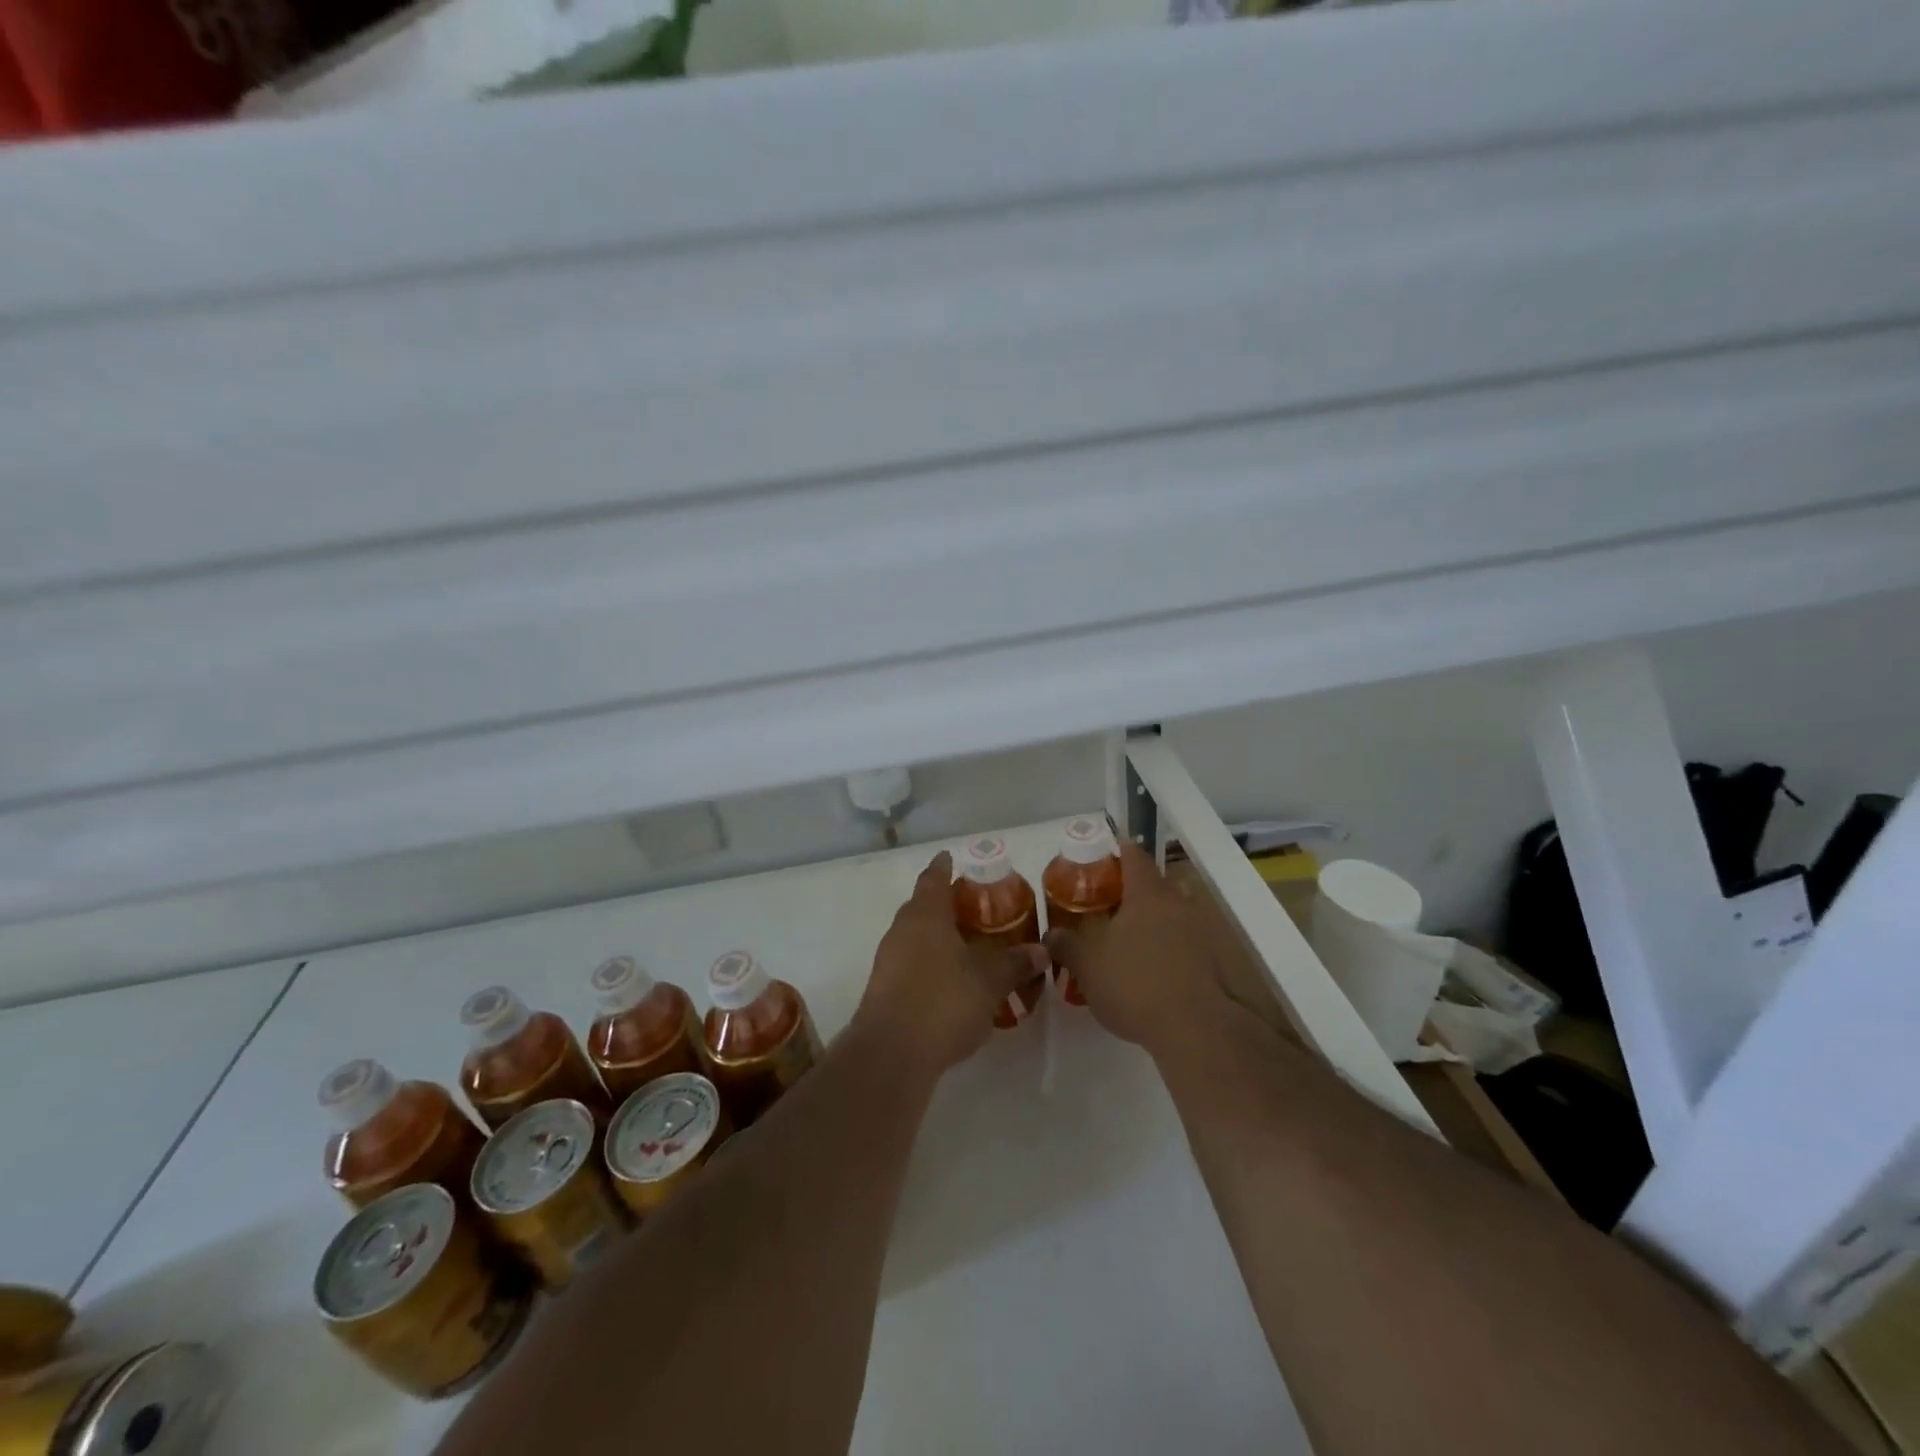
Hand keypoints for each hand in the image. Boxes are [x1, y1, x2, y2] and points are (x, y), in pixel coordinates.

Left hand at [856, 852, 1050, 1076]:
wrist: (891, 1055)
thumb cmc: (943, 1001)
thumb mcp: (989, 981)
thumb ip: (1015, 963)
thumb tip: (1041, 950)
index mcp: (925, 914)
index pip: (933, 877)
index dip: (944, 866)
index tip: (953, 858)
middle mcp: (902, 930)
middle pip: (924, 906)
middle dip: (948, 905)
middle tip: (977, 907)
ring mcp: (888, 961)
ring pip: (917, 937)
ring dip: (940, 937)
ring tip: (971, 946)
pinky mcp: (885, 990)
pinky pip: (912, 964)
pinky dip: (932, 964)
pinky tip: (954, 983)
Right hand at [1043, 842, 1223, 1058]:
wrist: (1195, 1030)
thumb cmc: (1136, 984)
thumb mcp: (1087, 965)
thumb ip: (1066, 944)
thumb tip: (1050, 934)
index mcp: (1147, 892)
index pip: (1132, 853)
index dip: (1112, 852)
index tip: (1093, 864)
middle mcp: (1177, 902)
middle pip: (1153, 882)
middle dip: (1128, 890)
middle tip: (1101, 906)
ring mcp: (1199, 930)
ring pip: (1169, 911)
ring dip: (1148, 919)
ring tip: (1122, 939)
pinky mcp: (1210, 959)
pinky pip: (1181, 939)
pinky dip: (1164, 944)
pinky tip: (1145, 968)